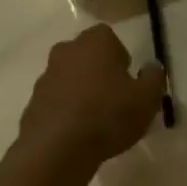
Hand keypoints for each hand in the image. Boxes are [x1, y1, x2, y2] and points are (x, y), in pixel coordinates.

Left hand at [16, 26, 165, 172]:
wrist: (57, 148)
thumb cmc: (108, 115)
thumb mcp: (147, 99)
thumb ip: (154, 78)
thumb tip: (152, 67)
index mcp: (94, 42)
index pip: (108, 37)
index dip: (120, 57)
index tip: (128, 80)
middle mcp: (66, 51)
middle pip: (86, 55)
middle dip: (98, 71)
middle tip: (114, 98)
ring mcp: (45, 76)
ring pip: (69, 78)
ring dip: (80, 91)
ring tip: (95, 120)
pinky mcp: (33, 102)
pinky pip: (55, 101)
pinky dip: (65, 111)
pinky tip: (76, 133)